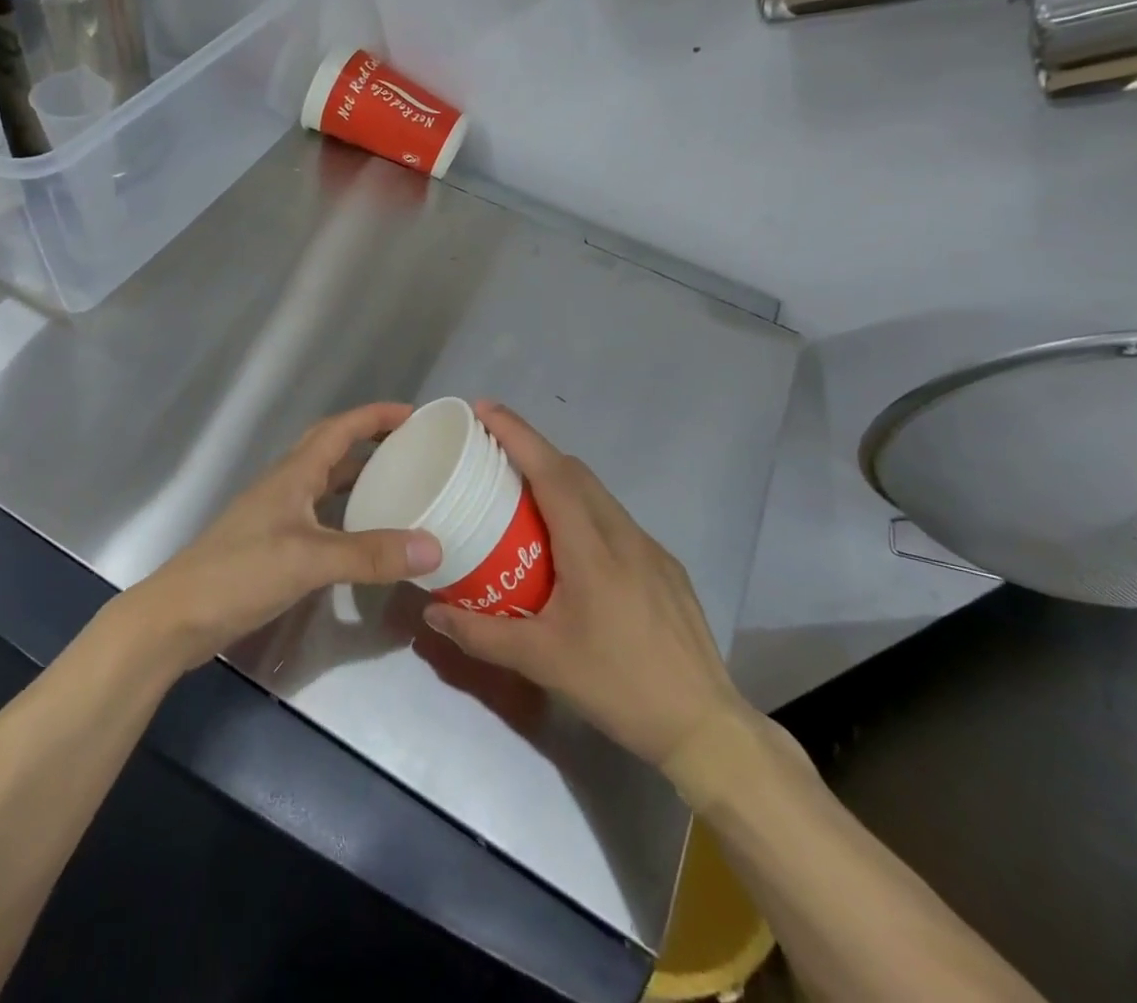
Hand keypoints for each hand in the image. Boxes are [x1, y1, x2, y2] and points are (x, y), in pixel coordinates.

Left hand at [121, 403, 442, 673]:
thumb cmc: (240, 573)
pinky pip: (320, 516)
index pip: (339, 429)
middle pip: (332, 450)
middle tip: (412, 450)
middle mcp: (286, 486)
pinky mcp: (273, 545)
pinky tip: (364, 537)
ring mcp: (277, 516)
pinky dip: (346, 516)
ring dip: (360, 479)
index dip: (375, 416)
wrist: (178, 616)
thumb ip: (369, 554)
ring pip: (326, 484)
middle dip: (371, 442)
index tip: (414, 415)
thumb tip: (434, 547)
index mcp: (293, 474)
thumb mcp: (309, 561)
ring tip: (399, 489)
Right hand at [422, 404, 752, 768]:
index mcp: (593, 550)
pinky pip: (615, 520)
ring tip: (522, 493)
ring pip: (598, 494)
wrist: (704, 726)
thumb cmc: (618, 686)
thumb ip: (481, 634)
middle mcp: (624, 536)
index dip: (517, 435)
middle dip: (532, 450)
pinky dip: (583, 509)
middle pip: (574, 472)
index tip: (484, 410)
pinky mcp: (665, 567)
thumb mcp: (542, 662)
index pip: (552, 473)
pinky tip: (568, 544)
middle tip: (491, 451)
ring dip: (559, 479)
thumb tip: (432, 613)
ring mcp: (650, 549)